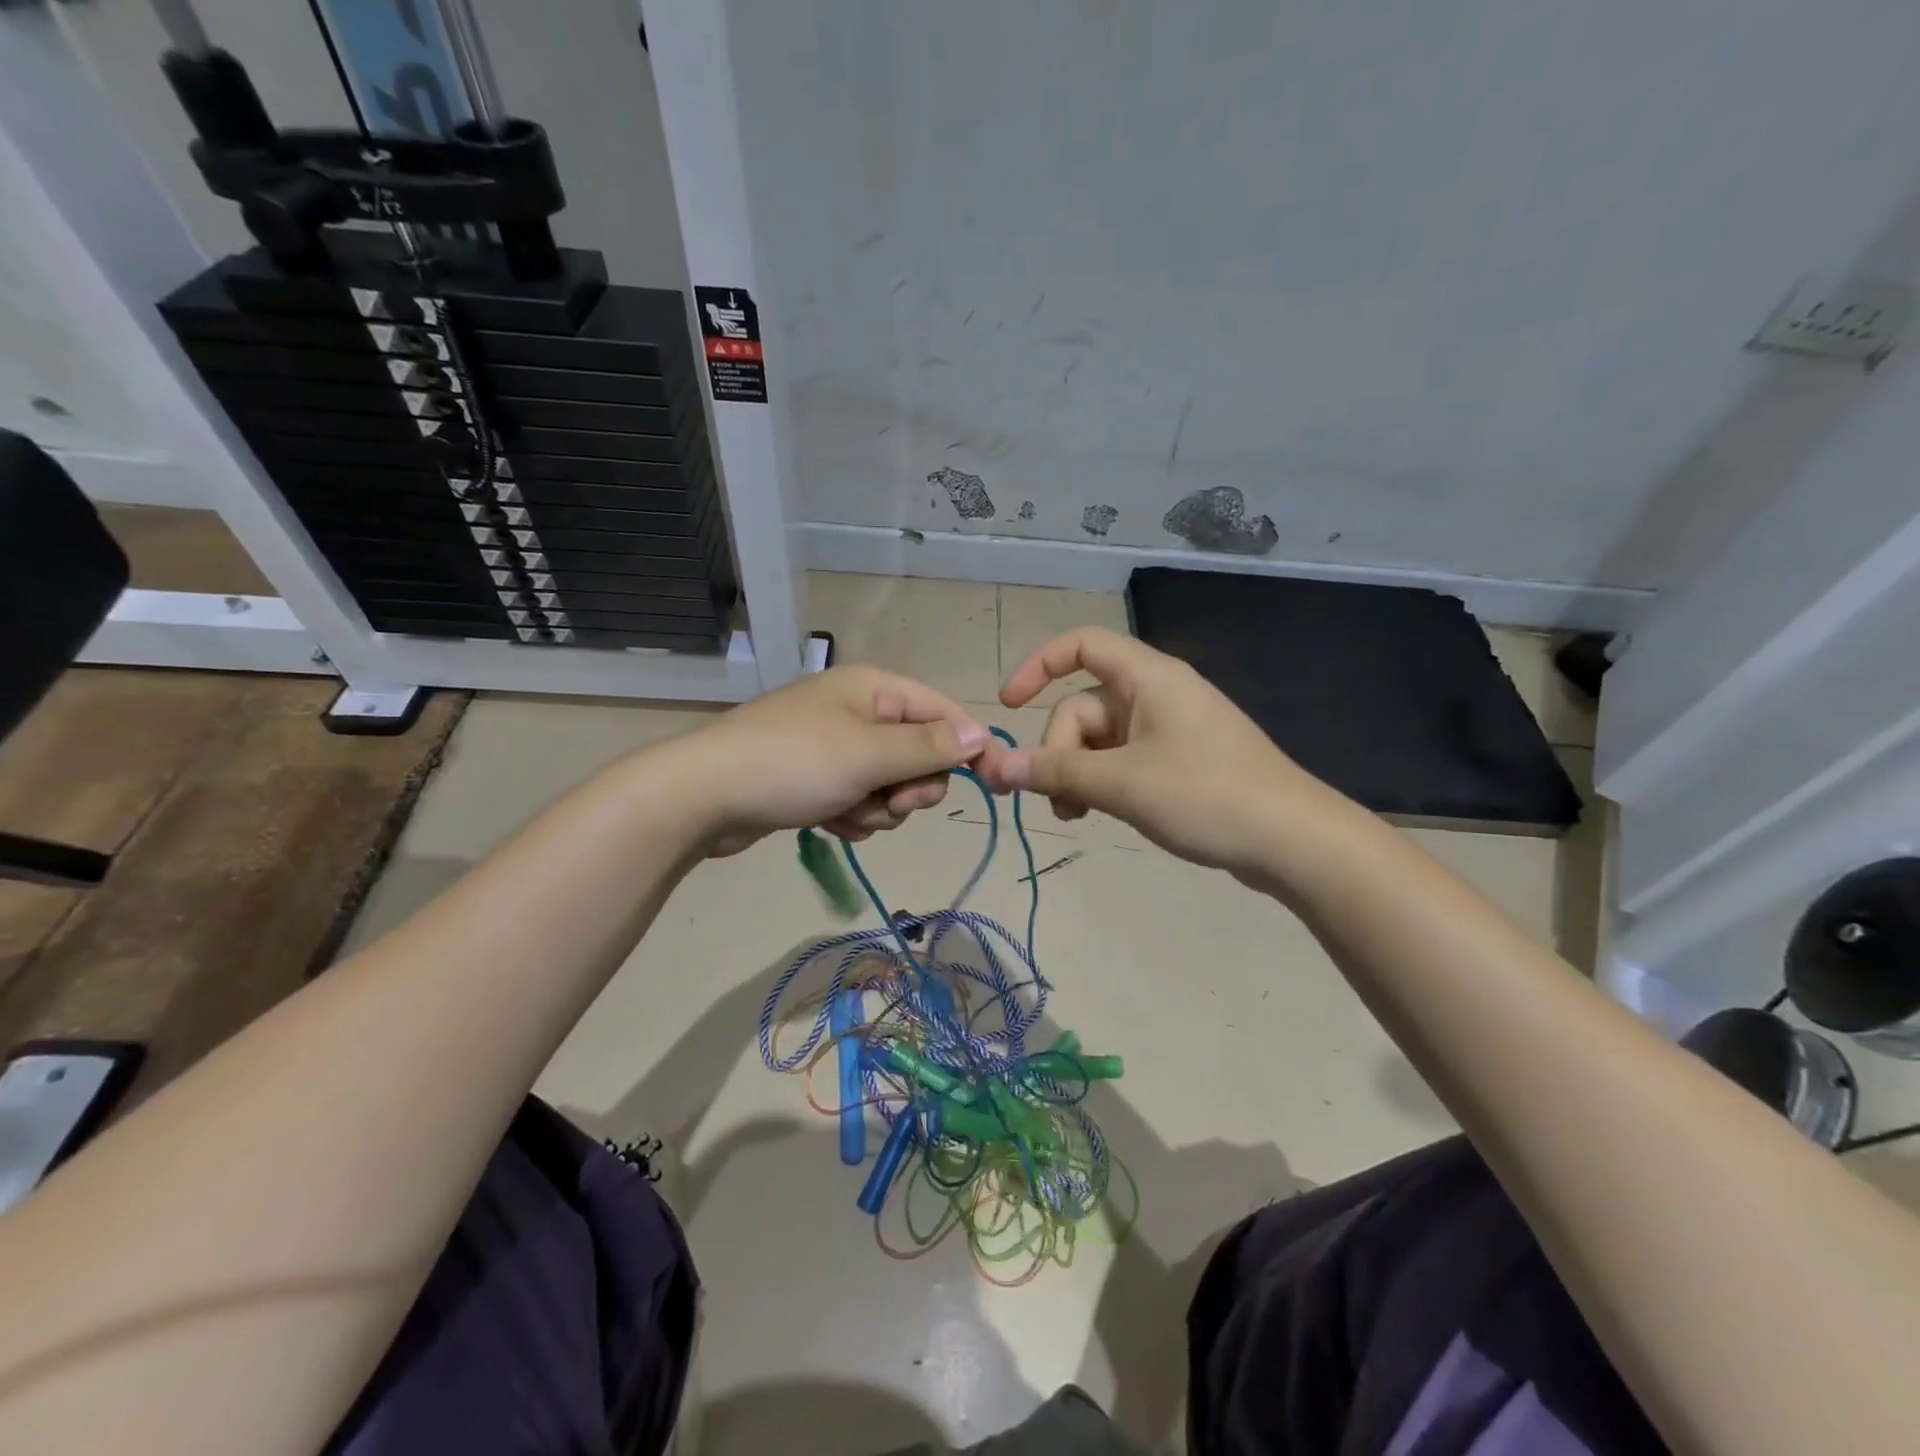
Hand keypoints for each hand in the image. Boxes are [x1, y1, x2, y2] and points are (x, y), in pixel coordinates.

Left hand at [675, 665, 989, 854]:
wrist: (704, 796)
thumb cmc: (794, 764)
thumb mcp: (870, 754)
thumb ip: (930, 746)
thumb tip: (983, 734)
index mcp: (874, 689)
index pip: (943, 712)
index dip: (968, 746)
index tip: (991, 783)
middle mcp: (859, 711)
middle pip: (920, 753)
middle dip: (912, 786)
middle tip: (893, 804)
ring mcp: (836, 747)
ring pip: (891, 784)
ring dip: (880, 808)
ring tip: (849, 814)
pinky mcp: (816, 779)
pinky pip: (860, 799)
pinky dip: (853, 816)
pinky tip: (831, 824)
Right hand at [974, 627, 1338, 876]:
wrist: (1293, 841)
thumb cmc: (1206, 796)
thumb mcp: (1121, 784)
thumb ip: (1056, 773)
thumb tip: (996, 768)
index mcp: (1147, 678)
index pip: (1080, 645)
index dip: (1037, 666)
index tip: (1007, 707)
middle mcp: (1157, 694)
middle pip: (1083, 706)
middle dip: (1060, 751)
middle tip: (1058, 803)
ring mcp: (1170, 728)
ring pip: (1101, 739)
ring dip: (1078, 773)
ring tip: (1077, 816)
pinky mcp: (1181, 760)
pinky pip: (1124, 758)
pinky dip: (1105, 781)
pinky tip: (1103, 814)